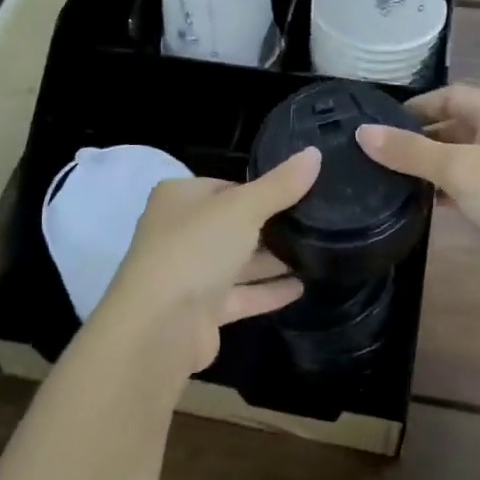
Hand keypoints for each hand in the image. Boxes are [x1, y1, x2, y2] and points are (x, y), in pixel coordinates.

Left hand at [87, 148, 320, 375]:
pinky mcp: (202, 311)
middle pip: (233, 224)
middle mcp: (181, 232)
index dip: (262, 189)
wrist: (159, 326)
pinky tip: (302, 287)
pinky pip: (242, 295)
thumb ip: (280, 185)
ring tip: (320, 253)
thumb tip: (315, 153)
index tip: (301, 192)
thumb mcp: (243, 208)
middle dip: (271, 226)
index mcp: (180, 197)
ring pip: (238, 261)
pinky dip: (268, 291)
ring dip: (273, 260)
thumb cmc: (196, 249)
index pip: (227, 186)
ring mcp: (190, 274)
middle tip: (318, 222)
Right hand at [356, 85, 479, 280]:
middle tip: (382, 155)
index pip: (448, 95)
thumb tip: (362, 132)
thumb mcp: (457, 170)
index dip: (414, 106)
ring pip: (466, 153)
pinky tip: (431, 203)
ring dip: (434, 163)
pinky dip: (453, 185)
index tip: (380, 125)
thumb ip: (409, 151)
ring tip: (396, 179)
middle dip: (420, 136)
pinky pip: (477, 179)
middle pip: (456, 123)